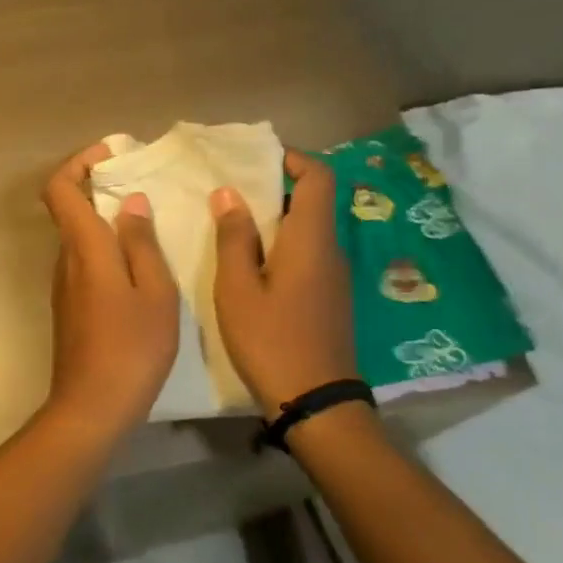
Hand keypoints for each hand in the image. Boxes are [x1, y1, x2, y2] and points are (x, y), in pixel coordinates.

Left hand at [40, 144, 179, 430]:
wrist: (92, 407)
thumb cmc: (131, 348)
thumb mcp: (155, 293)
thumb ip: (142, 244)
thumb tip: (130, 203)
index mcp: (85, 248)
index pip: (60, 189)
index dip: (78, 163)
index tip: (111, 155)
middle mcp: (66, 260)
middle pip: (69, 209)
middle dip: (99, 188)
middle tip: (143, 186)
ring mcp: (64, 286)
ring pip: (79, 238)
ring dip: (105, 221)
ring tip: (150, 225)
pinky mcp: (70, 307)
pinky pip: (85, 263)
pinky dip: (106, 250)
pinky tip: (139, 267)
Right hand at [211, 150, 357, 412]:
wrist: (316, 402)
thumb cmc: (271, 340)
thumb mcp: (238, 289)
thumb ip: (233, 238)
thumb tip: (228, 194)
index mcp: (311, 240)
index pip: (319, 178)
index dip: (294, 160)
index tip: (258, 160)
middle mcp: (331, 250)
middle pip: (313, 201)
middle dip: (275, 188)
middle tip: (232, 192)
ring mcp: (334, 277)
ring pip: (309, 230)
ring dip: (276, 219)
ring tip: (233, 225)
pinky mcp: (330, 298)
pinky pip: (309, 254)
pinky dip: (283, 245)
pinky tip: (252, 265)